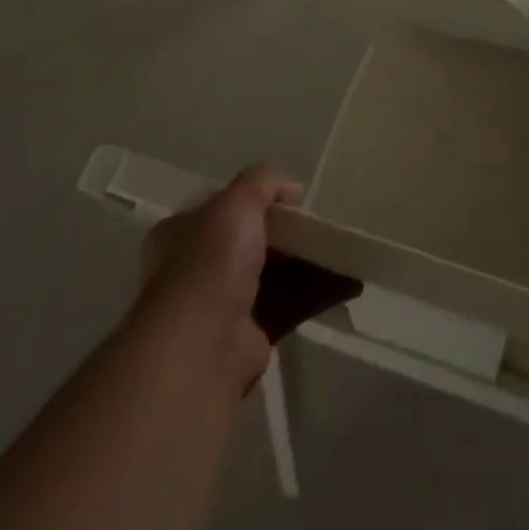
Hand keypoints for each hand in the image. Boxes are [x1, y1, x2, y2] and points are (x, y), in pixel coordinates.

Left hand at [135, 166, 359, 393]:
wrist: (202, 347)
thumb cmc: (211, 262)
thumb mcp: (238, 201)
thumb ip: (263, 182)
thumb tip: (291, 190)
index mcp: (180, 234)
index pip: (221, 207)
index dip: (255, 199)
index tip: (291, 199)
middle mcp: (196, 269)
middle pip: (252, 240)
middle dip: (288, 232)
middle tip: (320, 223)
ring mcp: (220, 306)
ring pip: (273, 272)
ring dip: (306, 261)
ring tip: (342, 248)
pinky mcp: (248, 335)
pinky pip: (289, 303)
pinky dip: (316, 292)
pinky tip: (348, 280)